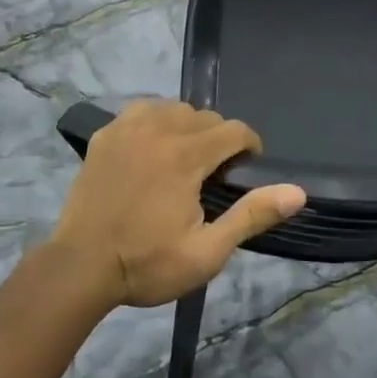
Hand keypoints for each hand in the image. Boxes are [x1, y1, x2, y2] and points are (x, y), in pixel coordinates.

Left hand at [50, 100, 305, 309]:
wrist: (80, 269)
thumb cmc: (147, 264)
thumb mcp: (207, 252)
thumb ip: (251, 216)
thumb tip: (297, 192)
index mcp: (185, 156)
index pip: (234, 130)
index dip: (249, 146)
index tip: (246, 170)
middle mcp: (158, 130)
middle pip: (205, 116)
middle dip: (220, 138)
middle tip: (215, 174)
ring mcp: (127, 128)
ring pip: (173, 108)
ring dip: (188, 126)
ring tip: (186, 158)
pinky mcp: (105, 135)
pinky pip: (141, 110)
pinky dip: (155, 120)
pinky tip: (153, 146)